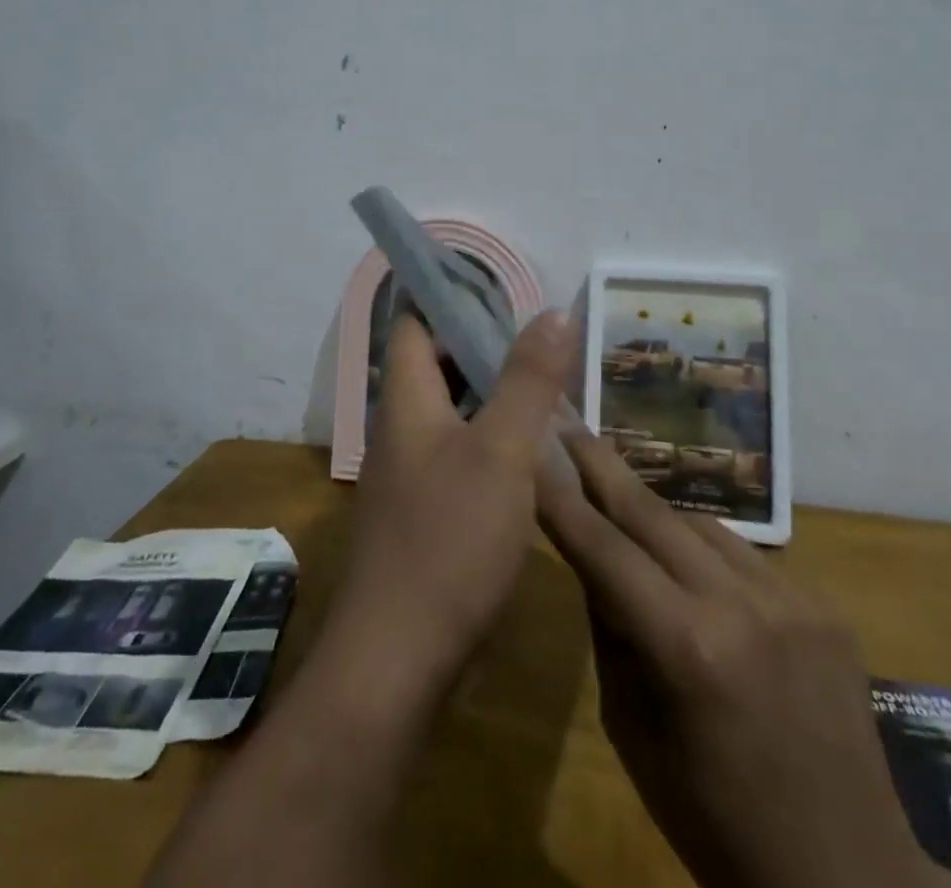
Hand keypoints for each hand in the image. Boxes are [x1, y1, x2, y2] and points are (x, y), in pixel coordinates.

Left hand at [326, 310, 574, 703]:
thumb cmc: (449, 540)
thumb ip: (528, 380)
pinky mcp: (422, 511)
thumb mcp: (502, 451)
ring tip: (548, 385)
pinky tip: (531, 452)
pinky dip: (490, 437)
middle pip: (435, 365)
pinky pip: (457, 452)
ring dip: (491, 394)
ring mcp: (408, 473)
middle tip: (543, 339)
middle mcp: (400, 428)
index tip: (503, 289)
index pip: (415, 324)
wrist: (398, 659)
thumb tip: (552, 311)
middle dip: (484, 346)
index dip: (450, 298)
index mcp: (407, 401)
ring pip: (450, 411)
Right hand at [539, 430, 950, 887]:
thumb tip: (589, 557)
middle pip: (652, 512)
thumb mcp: (631, 732)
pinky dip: (703, 551)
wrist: (846, 879)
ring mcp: (792, 598)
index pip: (604, 549)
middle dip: (602, 466)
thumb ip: (609, 631)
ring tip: (617, 497)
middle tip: (568, 424)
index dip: (561, 497)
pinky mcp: (823, 604)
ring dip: (652, 512)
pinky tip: (688, 565)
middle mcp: (742, 605)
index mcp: (689, 649)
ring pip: (698, 524)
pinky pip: (743, 555)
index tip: (531, 449)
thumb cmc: (713, 823)